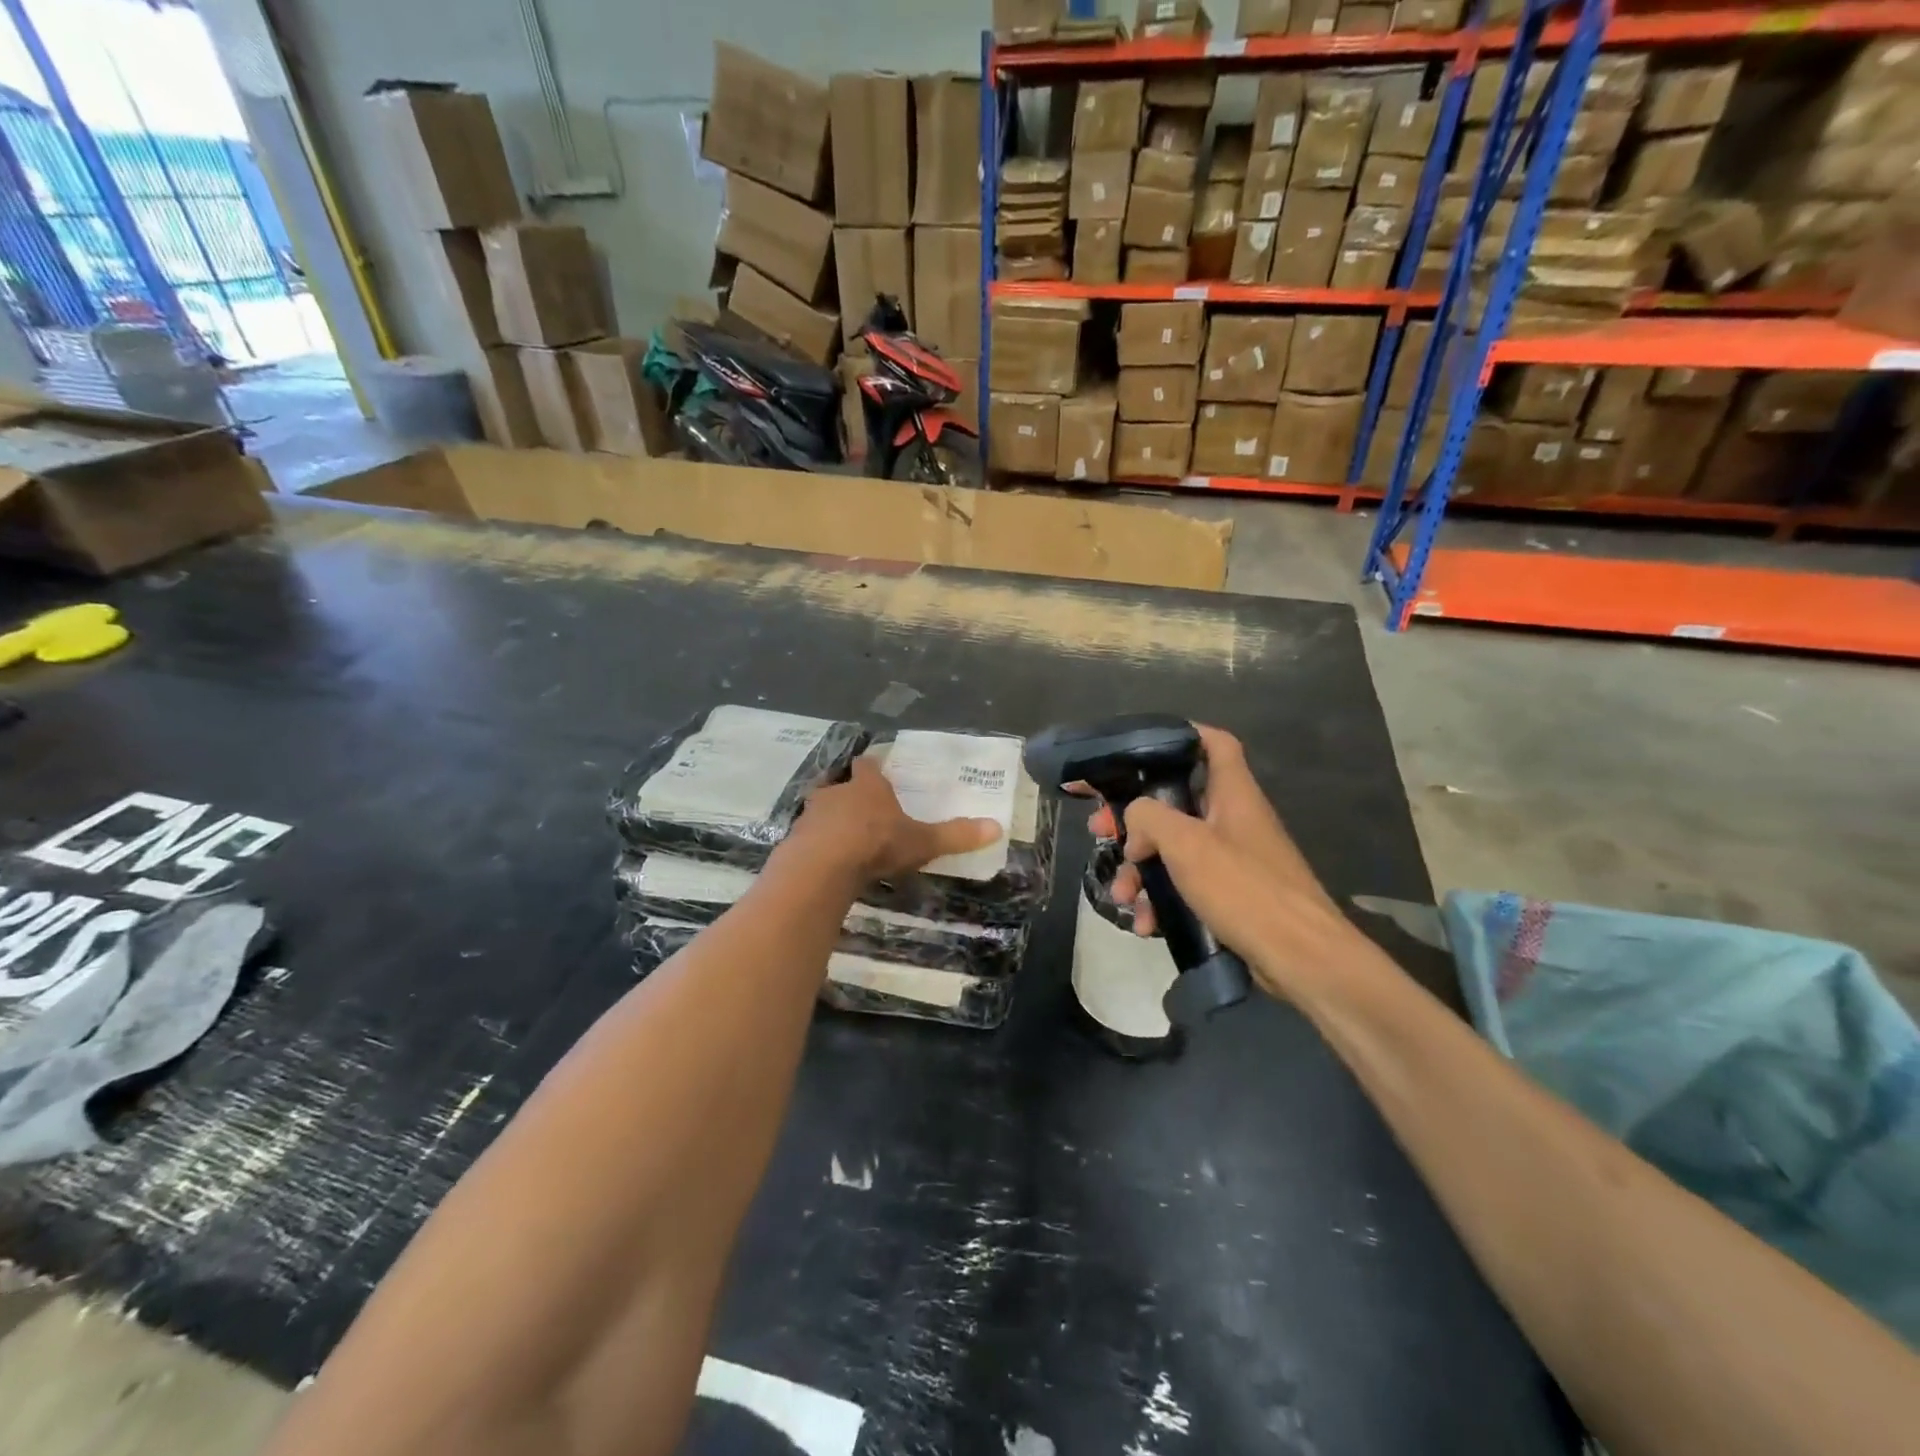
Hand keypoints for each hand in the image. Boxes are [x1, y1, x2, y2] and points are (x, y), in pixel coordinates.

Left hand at [786, 757, 1001, 882]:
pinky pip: (808, 836)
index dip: (874, 769)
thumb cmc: (875, 843)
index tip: (878, 772)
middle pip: (840, 784)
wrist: (821, 867)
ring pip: (821, 809)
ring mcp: (811, 815)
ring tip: (843, 836)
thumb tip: (997, 828)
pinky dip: (818, 844)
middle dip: (850, 794)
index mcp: (867, 786)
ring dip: (830, 819)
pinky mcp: (795, 839)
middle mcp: (836, 792)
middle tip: (862, 808)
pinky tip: (827, 860)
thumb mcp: (921, 842)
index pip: (869, 765)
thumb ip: (955, 835)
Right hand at [1089, 726, 1349, 999]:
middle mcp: (1232, 821)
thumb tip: (1133, 821)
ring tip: (1121, 895)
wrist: (1300, 960)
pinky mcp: (1228, 897)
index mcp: (1232, 794)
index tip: (1141, 745)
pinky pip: (1183, 887)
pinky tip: (1143, 924)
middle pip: (1175, 803)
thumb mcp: (1187, 844)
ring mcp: (1231, 861)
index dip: (1182, 735)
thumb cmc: (1245, 888)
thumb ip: (1149, 817)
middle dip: (1133, 819)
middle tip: (1100, 830)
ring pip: (1172, 851)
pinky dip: (1160, 902)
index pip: (1214, 743)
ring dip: (1140, 871)